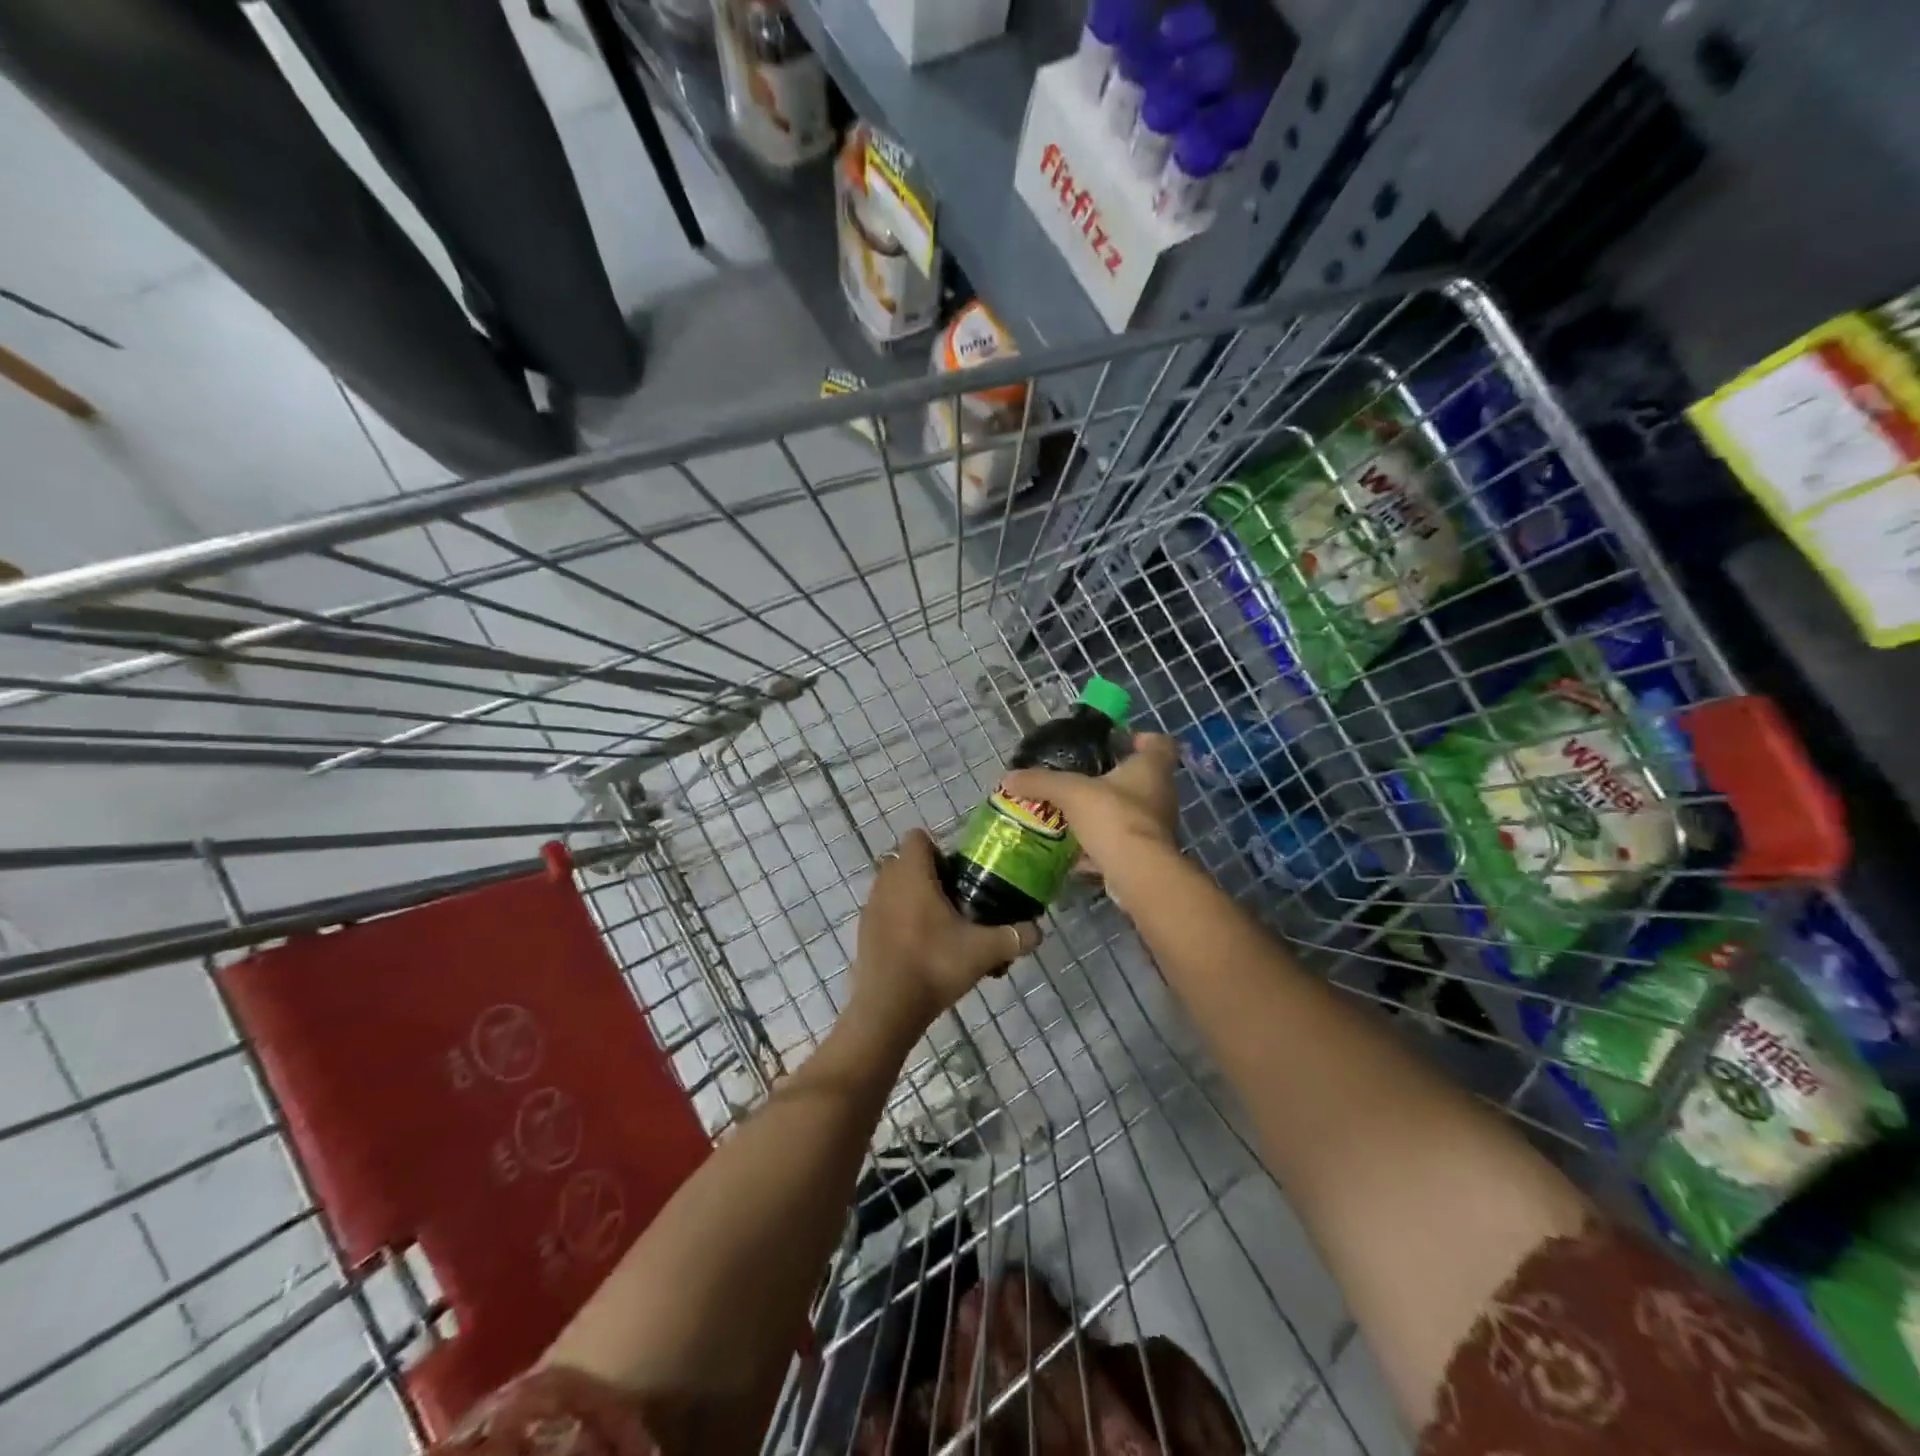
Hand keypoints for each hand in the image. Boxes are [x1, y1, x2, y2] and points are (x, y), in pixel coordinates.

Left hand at [849, 830, 1041, 1040]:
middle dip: (929, 875)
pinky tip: (921, 949)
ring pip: (894, 888)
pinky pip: (885, 912)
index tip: (959, 874)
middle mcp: (886, 882)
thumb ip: (1014, 937)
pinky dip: (900, 920)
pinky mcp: (863, 932)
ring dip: (914, 898)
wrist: (888, 1009)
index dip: (939, 849)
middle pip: (906, 862)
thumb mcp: (984, 951)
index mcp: (912, 874)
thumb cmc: (934, 965)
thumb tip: (1038, 932)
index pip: (918, 837)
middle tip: (956, 900)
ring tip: (941, 927)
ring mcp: (870, 907)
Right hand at [1002, 733, 1179, 883]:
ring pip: (1130, 812)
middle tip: (1081, 778)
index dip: (1139, 738)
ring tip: (1073, 813)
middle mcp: (1161, 794)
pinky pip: (1121, 842)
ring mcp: (1156, 827)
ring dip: (1105, 813)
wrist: (1138, 873)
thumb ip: (1041, 782)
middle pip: (1141, 778)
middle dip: (1111, 779)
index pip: (1158, 742)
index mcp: (1151, 768)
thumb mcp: (1070, 792)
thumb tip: (1009, 778)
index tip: (1114, 743)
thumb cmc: (1113, 817)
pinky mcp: (1147, 854)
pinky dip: (1101, 845)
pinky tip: (1075, 851)